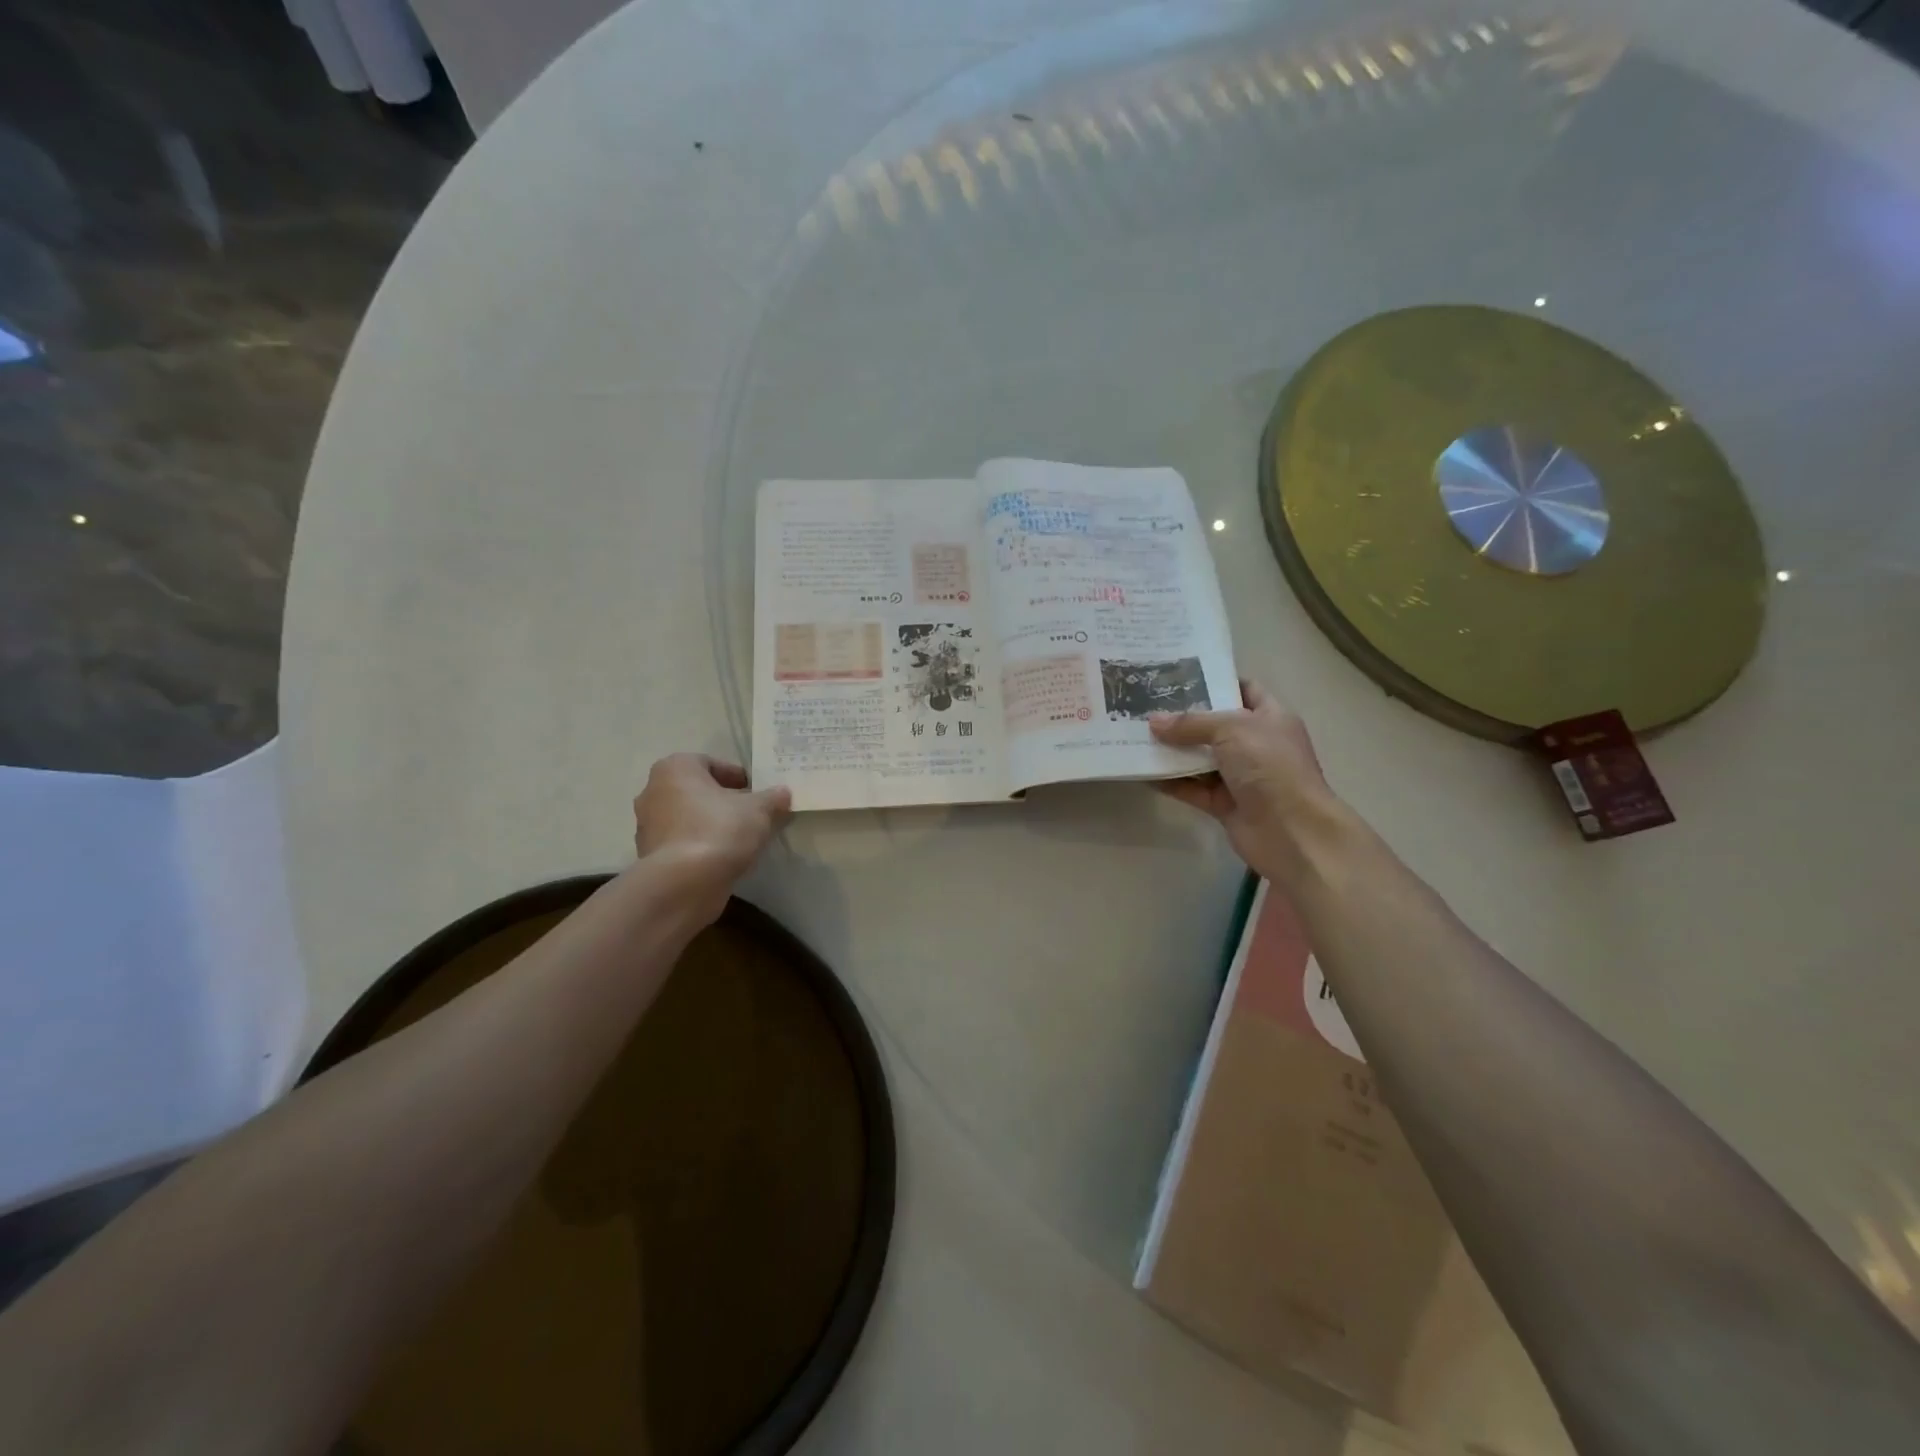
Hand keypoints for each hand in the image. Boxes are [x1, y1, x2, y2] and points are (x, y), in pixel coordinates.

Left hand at [632, 754, 790, 900]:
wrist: (684, 883)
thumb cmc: (720, 830)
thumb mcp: (760, 810)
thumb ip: (773, 798)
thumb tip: (783, 793)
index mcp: (676, 769)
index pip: (710, 763)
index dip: (737, 776)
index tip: (756, 792)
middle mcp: (653, 791)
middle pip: (696, 791)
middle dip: (722, 801)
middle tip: (750, 814)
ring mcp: (647, 826)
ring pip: (688, 818)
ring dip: (710, 825)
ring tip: (740, 840)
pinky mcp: (650, 857)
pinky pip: (682, 843)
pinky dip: (700, 847)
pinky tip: (722, 859)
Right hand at [1149, 679, 1338, 881]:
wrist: (1292, 831)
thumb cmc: (1270, 767)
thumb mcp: (1232, 730)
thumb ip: (1191, 724)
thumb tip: (1154, 722)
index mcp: (1269, 717)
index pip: (1244, 689)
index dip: (1215, 680)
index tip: (1178, 677)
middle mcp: (1256, 744)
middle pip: (1215, 725)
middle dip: (1183, 717)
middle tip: (1146, 704)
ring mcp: (1240, 776)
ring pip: (1200, 758)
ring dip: (1172, 750)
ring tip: (1136, 735)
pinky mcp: (1224, 804)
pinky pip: (1192, 788)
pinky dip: (1171, 781)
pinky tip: (1143, 772)